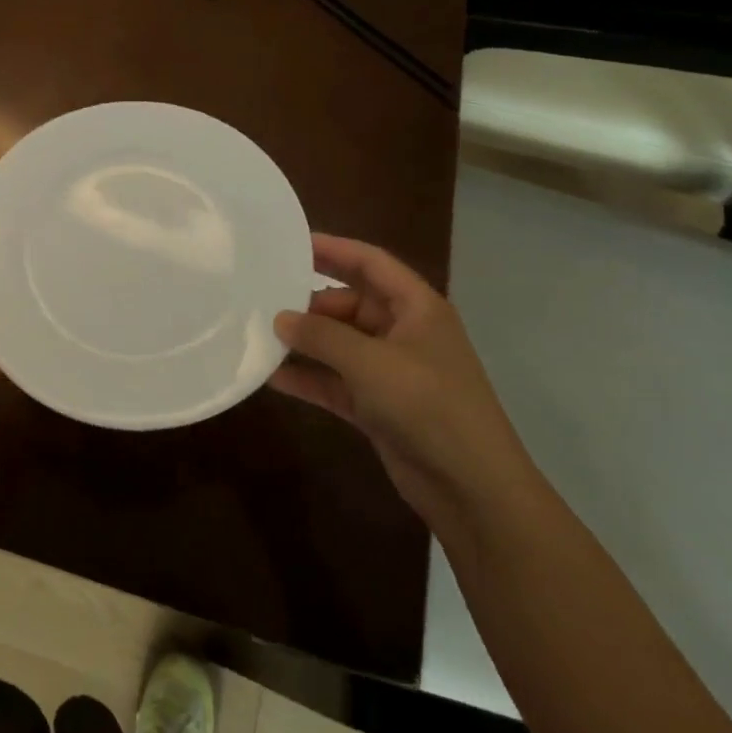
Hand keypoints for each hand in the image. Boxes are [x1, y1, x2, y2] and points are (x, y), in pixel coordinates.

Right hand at [270, 234, 534, 523]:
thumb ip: (321, 336)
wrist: (472, 488)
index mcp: (416, 307)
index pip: (370, 263)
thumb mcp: (371, 362)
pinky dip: (308, 378)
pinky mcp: (377, 406)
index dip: (332, 249)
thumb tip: (280, 319)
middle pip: (348, 303)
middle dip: (309, 303)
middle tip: (263, 300)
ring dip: (304, 342)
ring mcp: (390, 371)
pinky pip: (335, 381)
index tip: (289, 243)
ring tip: (259, 335)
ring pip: (338, 344)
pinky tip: (272, 376)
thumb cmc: (428, 405)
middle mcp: (403, 332)